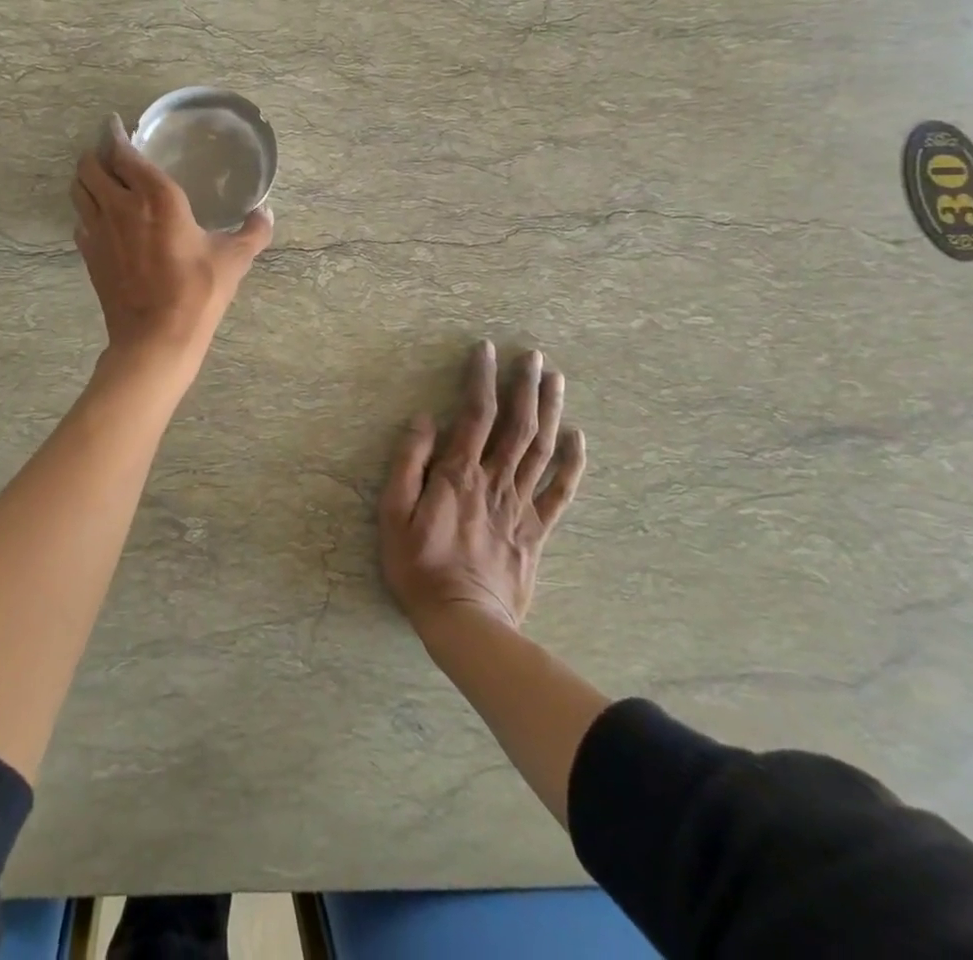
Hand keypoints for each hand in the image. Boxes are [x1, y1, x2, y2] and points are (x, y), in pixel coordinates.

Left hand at [72, 114, 273, 361]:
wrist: (156, 337)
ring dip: (85, 179)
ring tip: (100, 178)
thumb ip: (253, 231)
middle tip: (109, 153)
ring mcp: (99, 231)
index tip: (115, 125)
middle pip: (90, 166)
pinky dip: (86, 212)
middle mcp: (120, 206)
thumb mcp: (234, 259)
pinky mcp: (89, 255)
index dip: (115, 134)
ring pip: (78, 191)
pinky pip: (80, 221)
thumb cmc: (197, 291)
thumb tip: (266, 212)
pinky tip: (101, 220)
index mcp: (156, 196)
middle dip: (95, 154)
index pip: (123, 152)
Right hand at [380, 341, 585, 635]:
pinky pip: (560, 492)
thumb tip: (425, 419)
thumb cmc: (419, 567)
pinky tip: (579, 439)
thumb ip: (408, 464)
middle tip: (534, 356)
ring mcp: (520, 506)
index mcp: (459, 474)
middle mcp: (495, 481)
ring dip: (551, 412)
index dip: (482, 378)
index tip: (486, 350)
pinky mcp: (536, 531)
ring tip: (556, 380)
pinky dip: (572, 464)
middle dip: (525, 387)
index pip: (475, 414)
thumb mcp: (393, 515)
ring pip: (542, 449)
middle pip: (517, 425)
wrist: (464, 623)